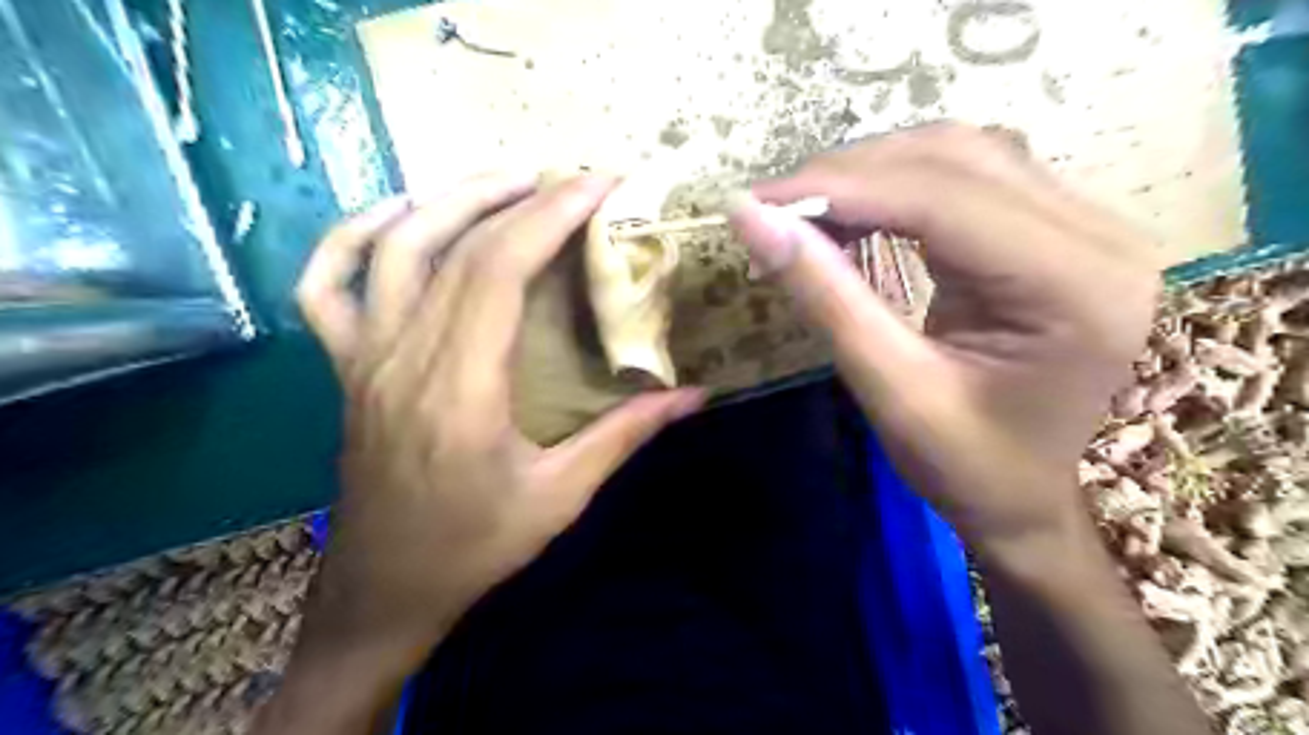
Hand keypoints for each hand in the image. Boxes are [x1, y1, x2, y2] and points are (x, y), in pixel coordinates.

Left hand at [295, 173, 705, 670]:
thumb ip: (625, 436)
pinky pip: (326, 284)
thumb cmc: (474, 547)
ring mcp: (363, 356)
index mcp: (460, 388)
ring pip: (393, 248)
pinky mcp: (345, 366)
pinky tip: (402, 216)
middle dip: (522, 197)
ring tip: (509, 180)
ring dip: (451, 199)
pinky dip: (354, 235)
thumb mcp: (561, 496)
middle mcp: (404, 356)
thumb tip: (694, 395)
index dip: (550, 214)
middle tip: (573, 178)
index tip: (599, 185)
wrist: (385, 589)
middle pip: (457, 246)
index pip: (499, 269)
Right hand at [733, 124, 1159, 551]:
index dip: (839, 188)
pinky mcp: (1059, 232)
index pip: (941, 198)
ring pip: (962, 155)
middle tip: (772, 207)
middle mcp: (1098, 232)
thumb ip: (826, 297)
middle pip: (956, 157)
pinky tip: (854, 213)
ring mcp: (1087, 225)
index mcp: (1072, 284)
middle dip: (850, 174)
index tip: (756, 201)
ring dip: (872, 172)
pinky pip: (971, 179)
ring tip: (803, 209)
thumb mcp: (893, 392)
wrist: (1040, 503)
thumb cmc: (973, 471)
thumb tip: (751, 218)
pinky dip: (899, 186)